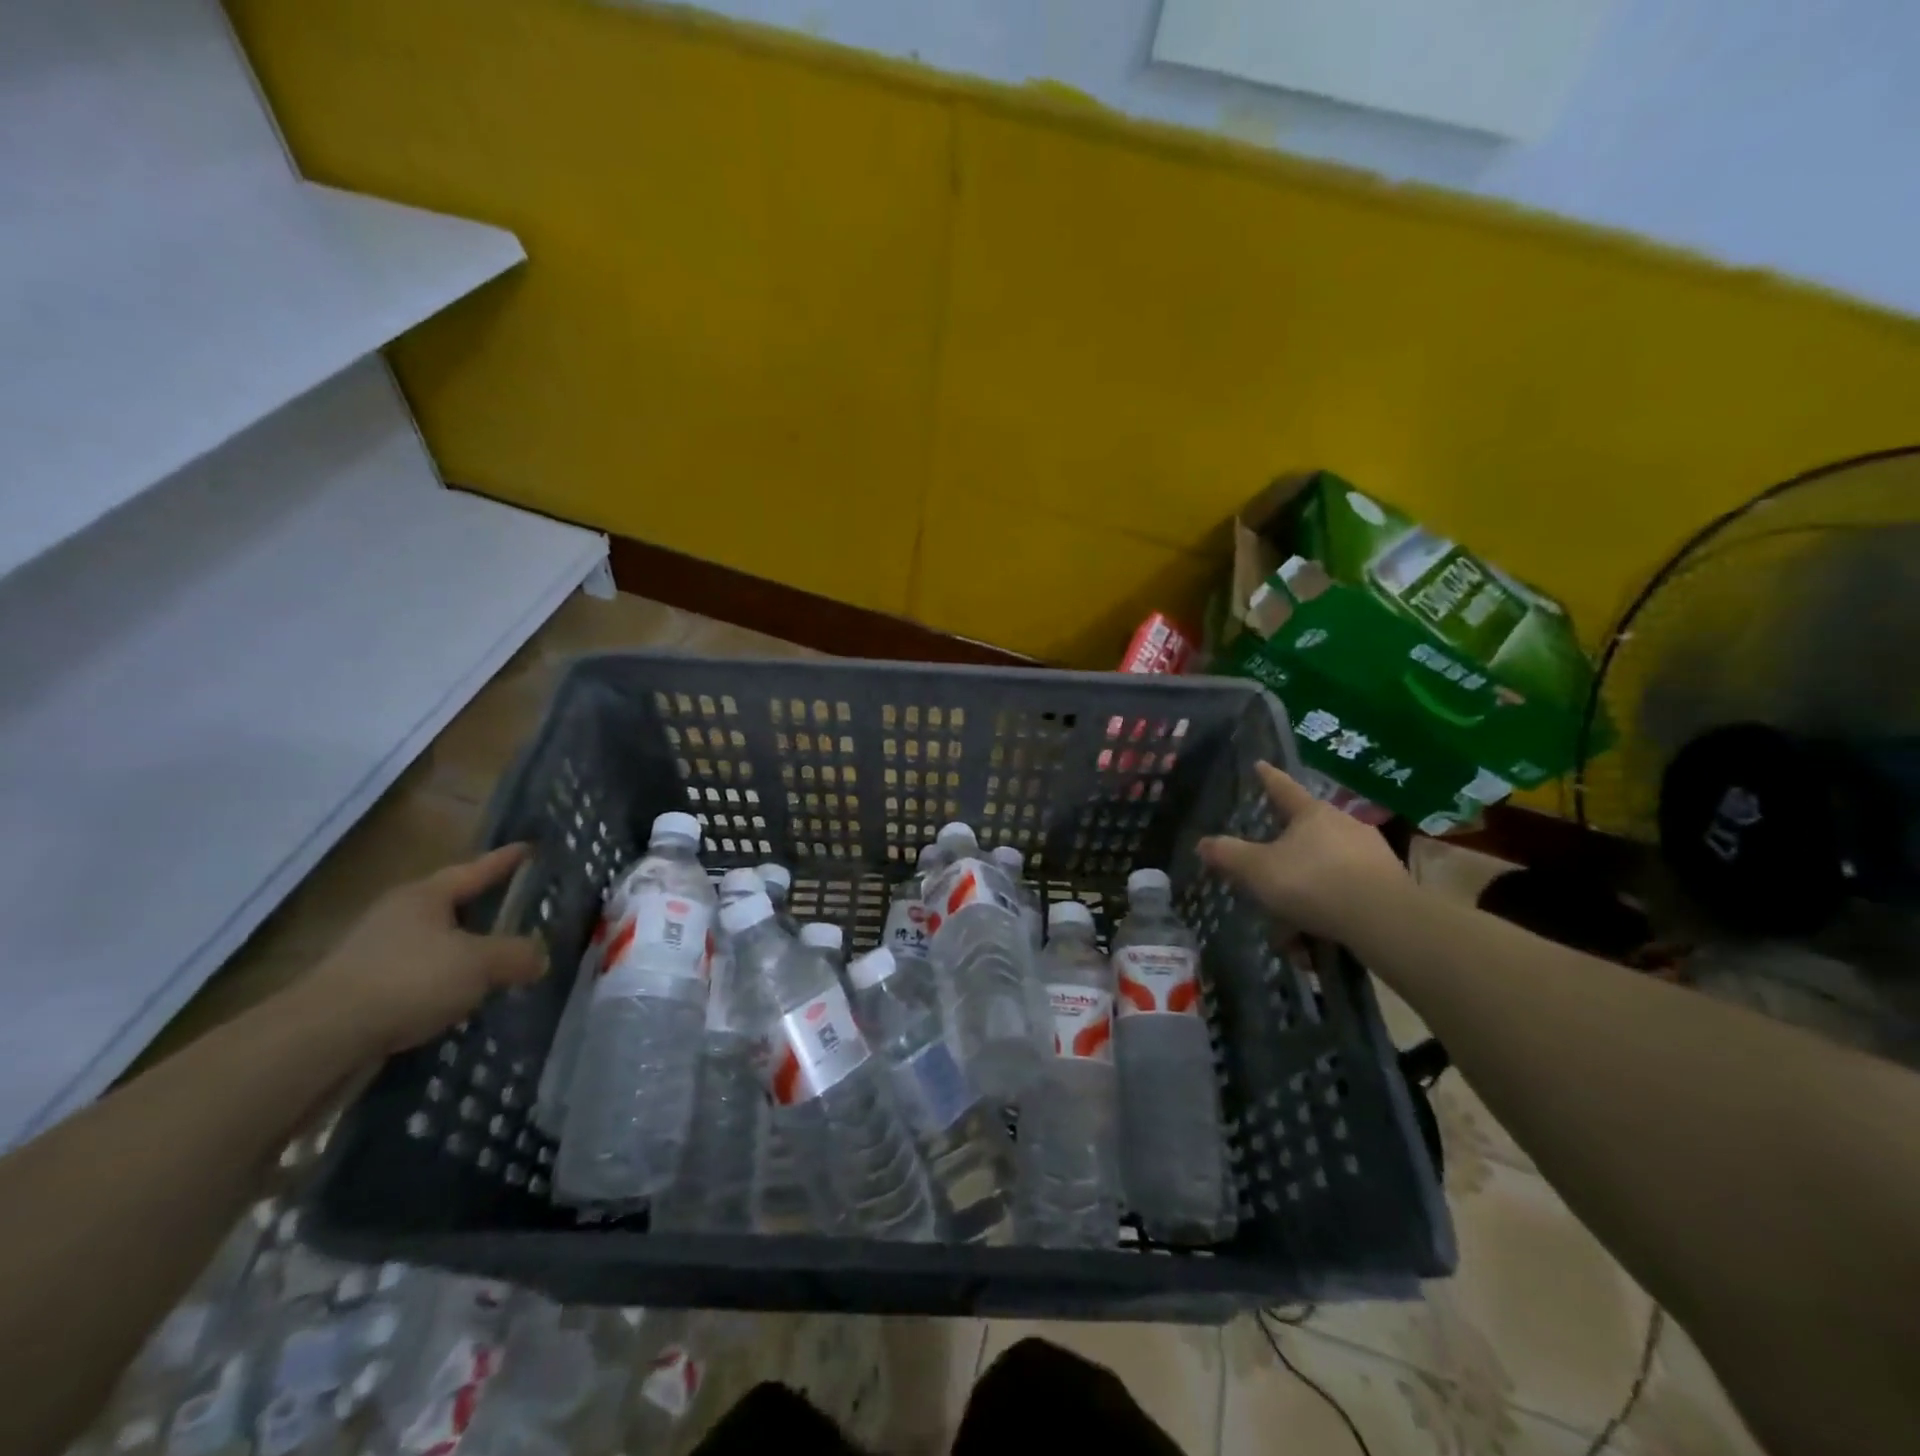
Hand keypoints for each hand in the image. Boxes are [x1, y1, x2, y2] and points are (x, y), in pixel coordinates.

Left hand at [296, 844, 547, 1056]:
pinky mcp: (362, 993)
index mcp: (424, 897)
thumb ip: (517, 954)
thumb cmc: (408, 980)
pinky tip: (460, 1001)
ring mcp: (374, 955)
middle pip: (450, 906)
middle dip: (482, 909)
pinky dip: (443, 985)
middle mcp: (397, 917)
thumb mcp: (480, 963)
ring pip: (434, 945)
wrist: (320, 1040)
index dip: (504, 861)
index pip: (474, 870)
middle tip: (517, 911)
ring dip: (463, 952)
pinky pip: (418, 979)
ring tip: (495, 964)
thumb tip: (540, 957)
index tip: (528, 849)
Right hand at [1198, 762, 1410, 940]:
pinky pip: (1345, 894)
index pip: (1283, 788)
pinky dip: (1326, 913)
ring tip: (1290, 932)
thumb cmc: (1313, 882)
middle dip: (1283, 860)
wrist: (1384, 920)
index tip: (1260, 764)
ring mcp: (1371, 854)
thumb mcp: (1258, 870)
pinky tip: (1315, 942)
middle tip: (1266, 880)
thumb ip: (1228, 855)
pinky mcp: (1389, 884)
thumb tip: (1202, 842)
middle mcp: (1344, 825)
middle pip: (1305, 835)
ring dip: (1304, 898)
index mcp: (1312, 813)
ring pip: (1324, 870)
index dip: (1268, 778)